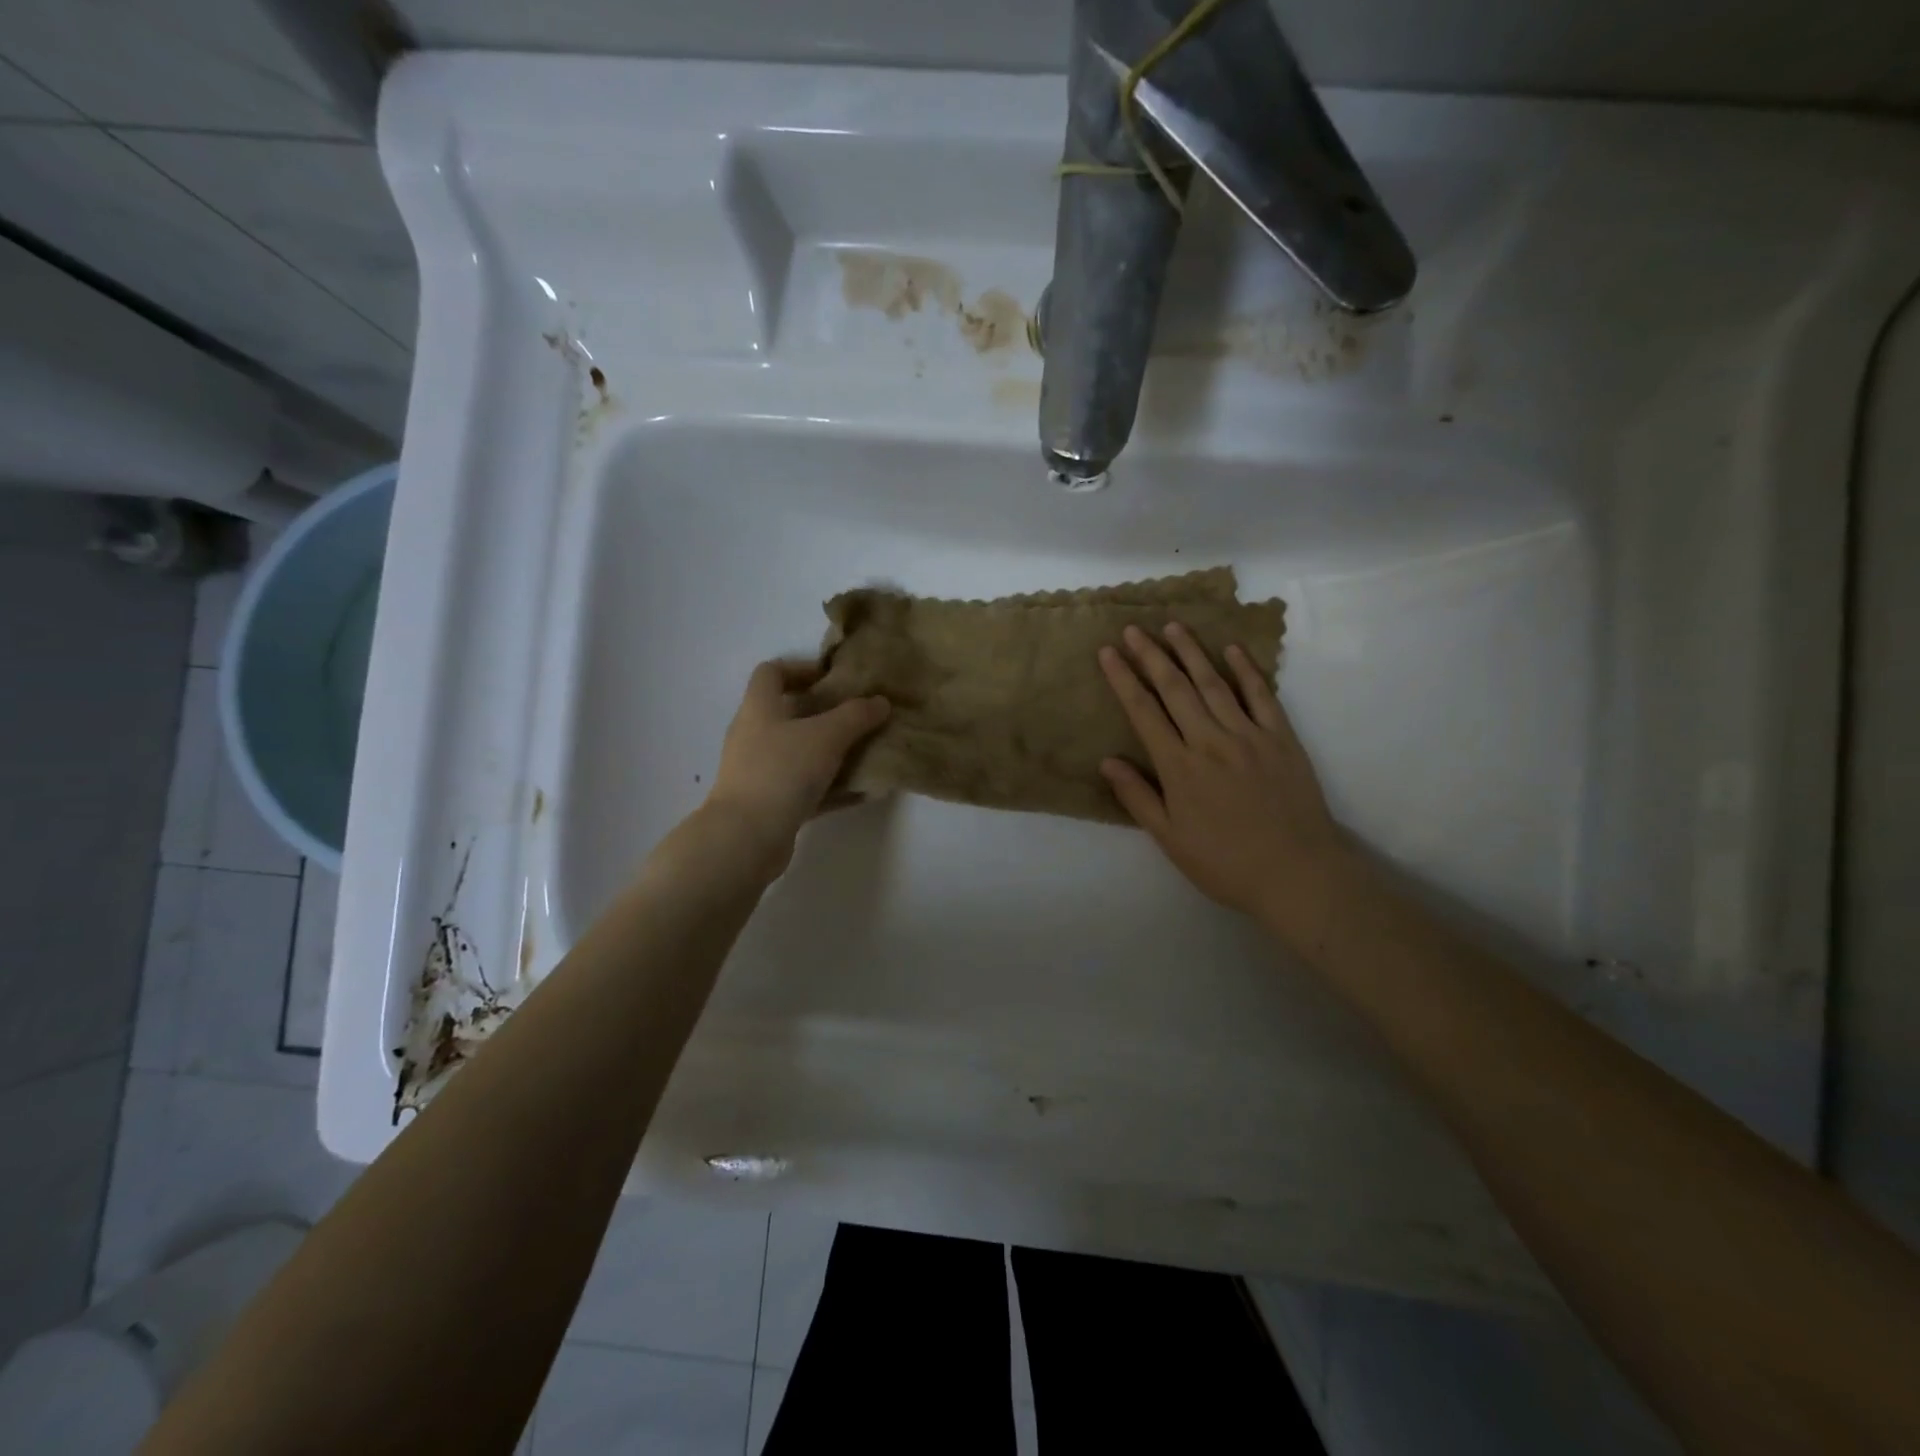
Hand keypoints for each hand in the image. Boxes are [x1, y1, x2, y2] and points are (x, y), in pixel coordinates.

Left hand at [704, 659, 889, 876]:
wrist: (746, 838)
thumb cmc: (782, 772)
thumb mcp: (826, 736)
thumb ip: (856, 716)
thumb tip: (881, 701)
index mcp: (759, 708)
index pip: (771, 673)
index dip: (801, 668)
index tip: (833, 679)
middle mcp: (754, 736)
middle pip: (788, 713)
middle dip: (825, 713)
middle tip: (859, 716)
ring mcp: (759, 772)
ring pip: (799, 753)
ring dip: (831, 752)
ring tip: (867, 752)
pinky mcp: (769, 804)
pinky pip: (805, 788)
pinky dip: (831, 788)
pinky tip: (862, 792)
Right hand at [1099, 623, 1356, 944]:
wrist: (1297, 873)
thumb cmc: (1224, 863)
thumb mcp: (1170, 838)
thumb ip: (1138, 797)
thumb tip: (1107, 761)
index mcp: (1179, 767)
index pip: (1143, 712)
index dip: (1123, 679)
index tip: (1107, 652)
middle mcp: (1210, 741)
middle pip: (1174, 688)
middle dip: (1150, 655)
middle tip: (1133, 628)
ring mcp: (1249, 735)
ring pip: (1214, 684)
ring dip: (1191, 652)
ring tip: (1172, 626)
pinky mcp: (1281, 738)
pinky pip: (1261, 695)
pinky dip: (1246, 670)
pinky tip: (1231, 649)